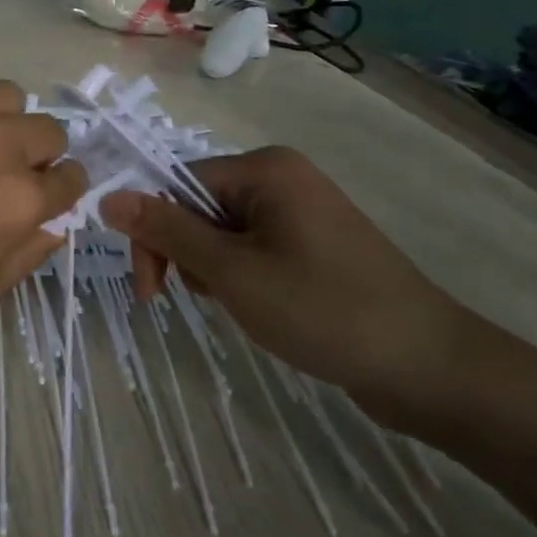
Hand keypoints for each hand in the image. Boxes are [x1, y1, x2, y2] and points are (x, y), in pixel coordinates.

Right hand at [99, 148, 484, 425]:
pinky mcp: (315, 242)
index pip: (177, 185)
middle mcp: (282, 177)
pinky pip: (254, 248)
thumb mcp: (232, 272)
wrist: (428, 367)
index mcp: (264, 168)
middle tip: (215, 300)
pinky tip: (266, 308)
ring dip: (217, 271)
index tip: (152, 292)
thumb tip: (108, 197)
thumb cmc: (323, 310)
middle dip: (193, 256)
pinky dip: (245, 278)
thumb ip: (168, 231)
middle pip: (199, 207)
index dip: (156, 234)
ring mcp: (302, 210)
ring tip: (247, 307)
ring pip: (224, 233)